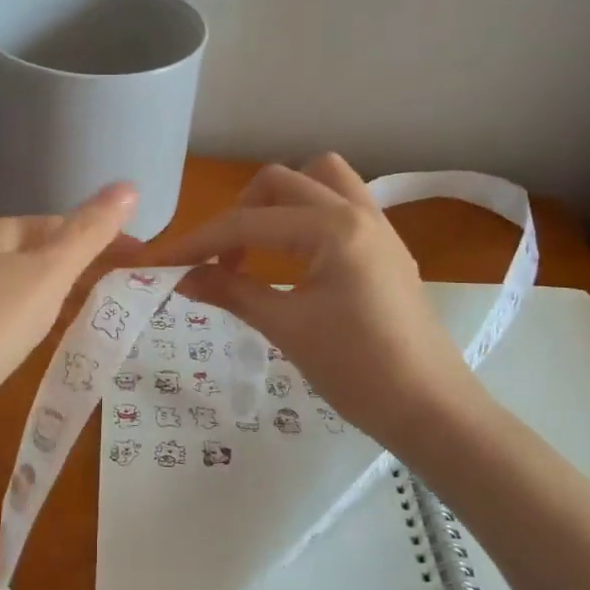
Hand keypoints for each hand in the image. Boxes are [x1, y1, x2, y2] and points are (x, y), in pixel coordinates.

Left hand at [0, 182, 138, 424]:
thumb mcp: (48, 274)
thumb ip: (89, 232)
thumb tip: (129, 184)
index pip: (60, 222)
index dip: (100, 235)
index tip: (136, 257)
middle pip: (40, 253)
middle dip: (79, 265)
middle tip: (120, 287)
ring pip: (23, 286)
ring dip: (57, 294)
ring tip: (90, 314)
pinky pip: (6, 317)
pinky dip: (33, 321)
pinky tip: (40, 342)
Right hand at [153, 155, 486, 447]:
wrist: (430, 409)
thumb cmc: (358, 370)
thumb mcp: (287, 328)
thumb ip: (231, 291)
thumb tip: (181, 277)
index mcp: (333, 227)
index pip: (247, 223)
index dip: (197, 242)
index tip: (159, 262)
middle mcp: (357, 211)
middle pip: (280, 182)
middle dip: (237, 214)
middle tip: (217, 260)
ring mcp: (378, 226)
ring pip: (318, 180)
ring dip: (278, 203)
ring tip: (256, 247)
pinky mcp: (386, 248)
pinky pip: (340, 205)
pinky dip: (306, 216)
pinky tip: (292, 258)